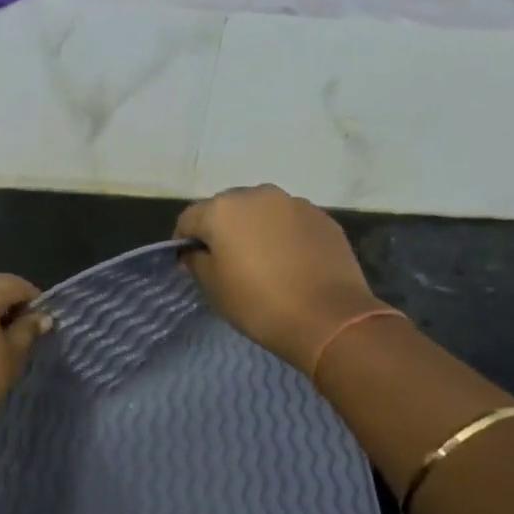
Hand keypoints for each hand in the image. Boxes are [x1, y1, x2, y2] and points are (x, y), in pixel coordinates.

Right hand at [176, 185, 390, 371]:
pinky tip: (290, 264)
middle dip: (221, 230)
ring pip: (262, 212)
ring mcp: (294, 203)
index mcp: (223, 209)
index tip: (189, 263)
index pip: (189, 219)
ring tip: (261, 262)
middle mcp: (258, 194)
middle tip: (226, 263)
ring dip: (254, 230)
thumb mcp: (213, 288)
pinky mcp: (322, 218)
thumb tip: (195, 251)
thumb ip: (196, 261)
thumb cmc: (259, 303)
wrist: (329, 318)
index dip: (184, 241)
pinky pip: (290, 222)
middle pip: (227, 208)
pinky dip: (283, 236)